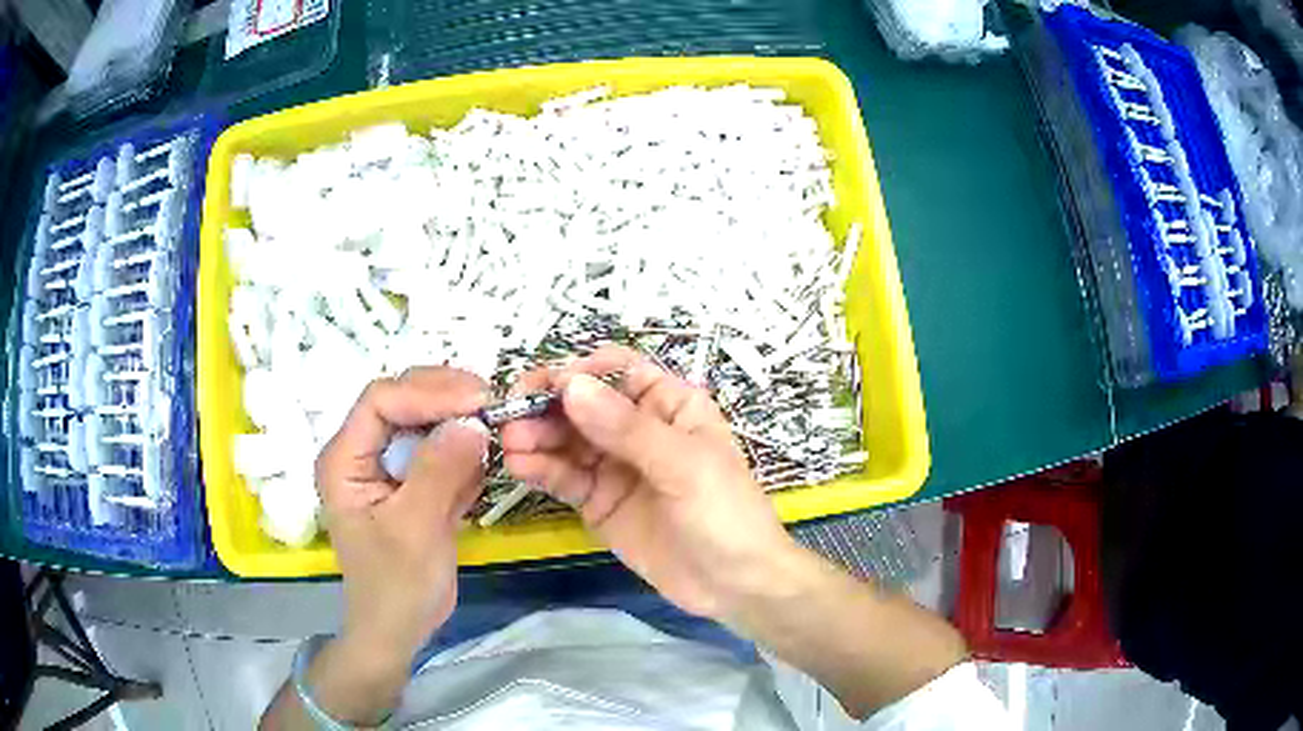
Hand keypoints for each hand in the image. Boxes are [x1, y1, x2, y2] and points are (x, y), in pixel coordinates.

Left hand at [315, 367, 488, 664]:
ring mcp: (387, 468)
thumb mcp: (416, 528)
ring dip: (459, 426)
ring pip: (425, 423)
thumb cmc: (397, 585)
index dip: (427, 392)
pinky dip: (463, 455)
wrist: (401, 630)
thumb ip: (439, 471)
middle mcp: (362, 453)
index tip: (478, 399)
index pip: (381, 401)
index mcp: (345, 459)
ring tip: (492, 436)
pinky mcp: (411, 484)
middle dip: (446, 400)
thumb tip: (473, 422)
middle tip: (492, 405)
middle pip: (402, 402)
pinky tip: (480, 470)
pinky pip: (439, 452)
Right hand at [500, 345, 801, 620]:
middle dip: (547, 405)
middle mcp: (637, 429)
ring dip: (536, 436)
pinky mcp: (598, 502)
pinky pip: (564, 477)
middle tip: (513, 417)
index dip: (581, 372)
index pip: (617, 371)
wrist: (735, 586)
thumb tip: (571, 385)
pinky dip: (540, 469)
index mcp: (669, 405)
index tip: (547, 386)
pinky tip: (519, 466)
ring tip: (511, 444)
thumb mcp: (684, 465)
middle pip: (583, 403)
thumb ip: (627, 428)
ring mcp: (615, 466)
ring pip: (567, 439)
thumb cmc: (725, 515)